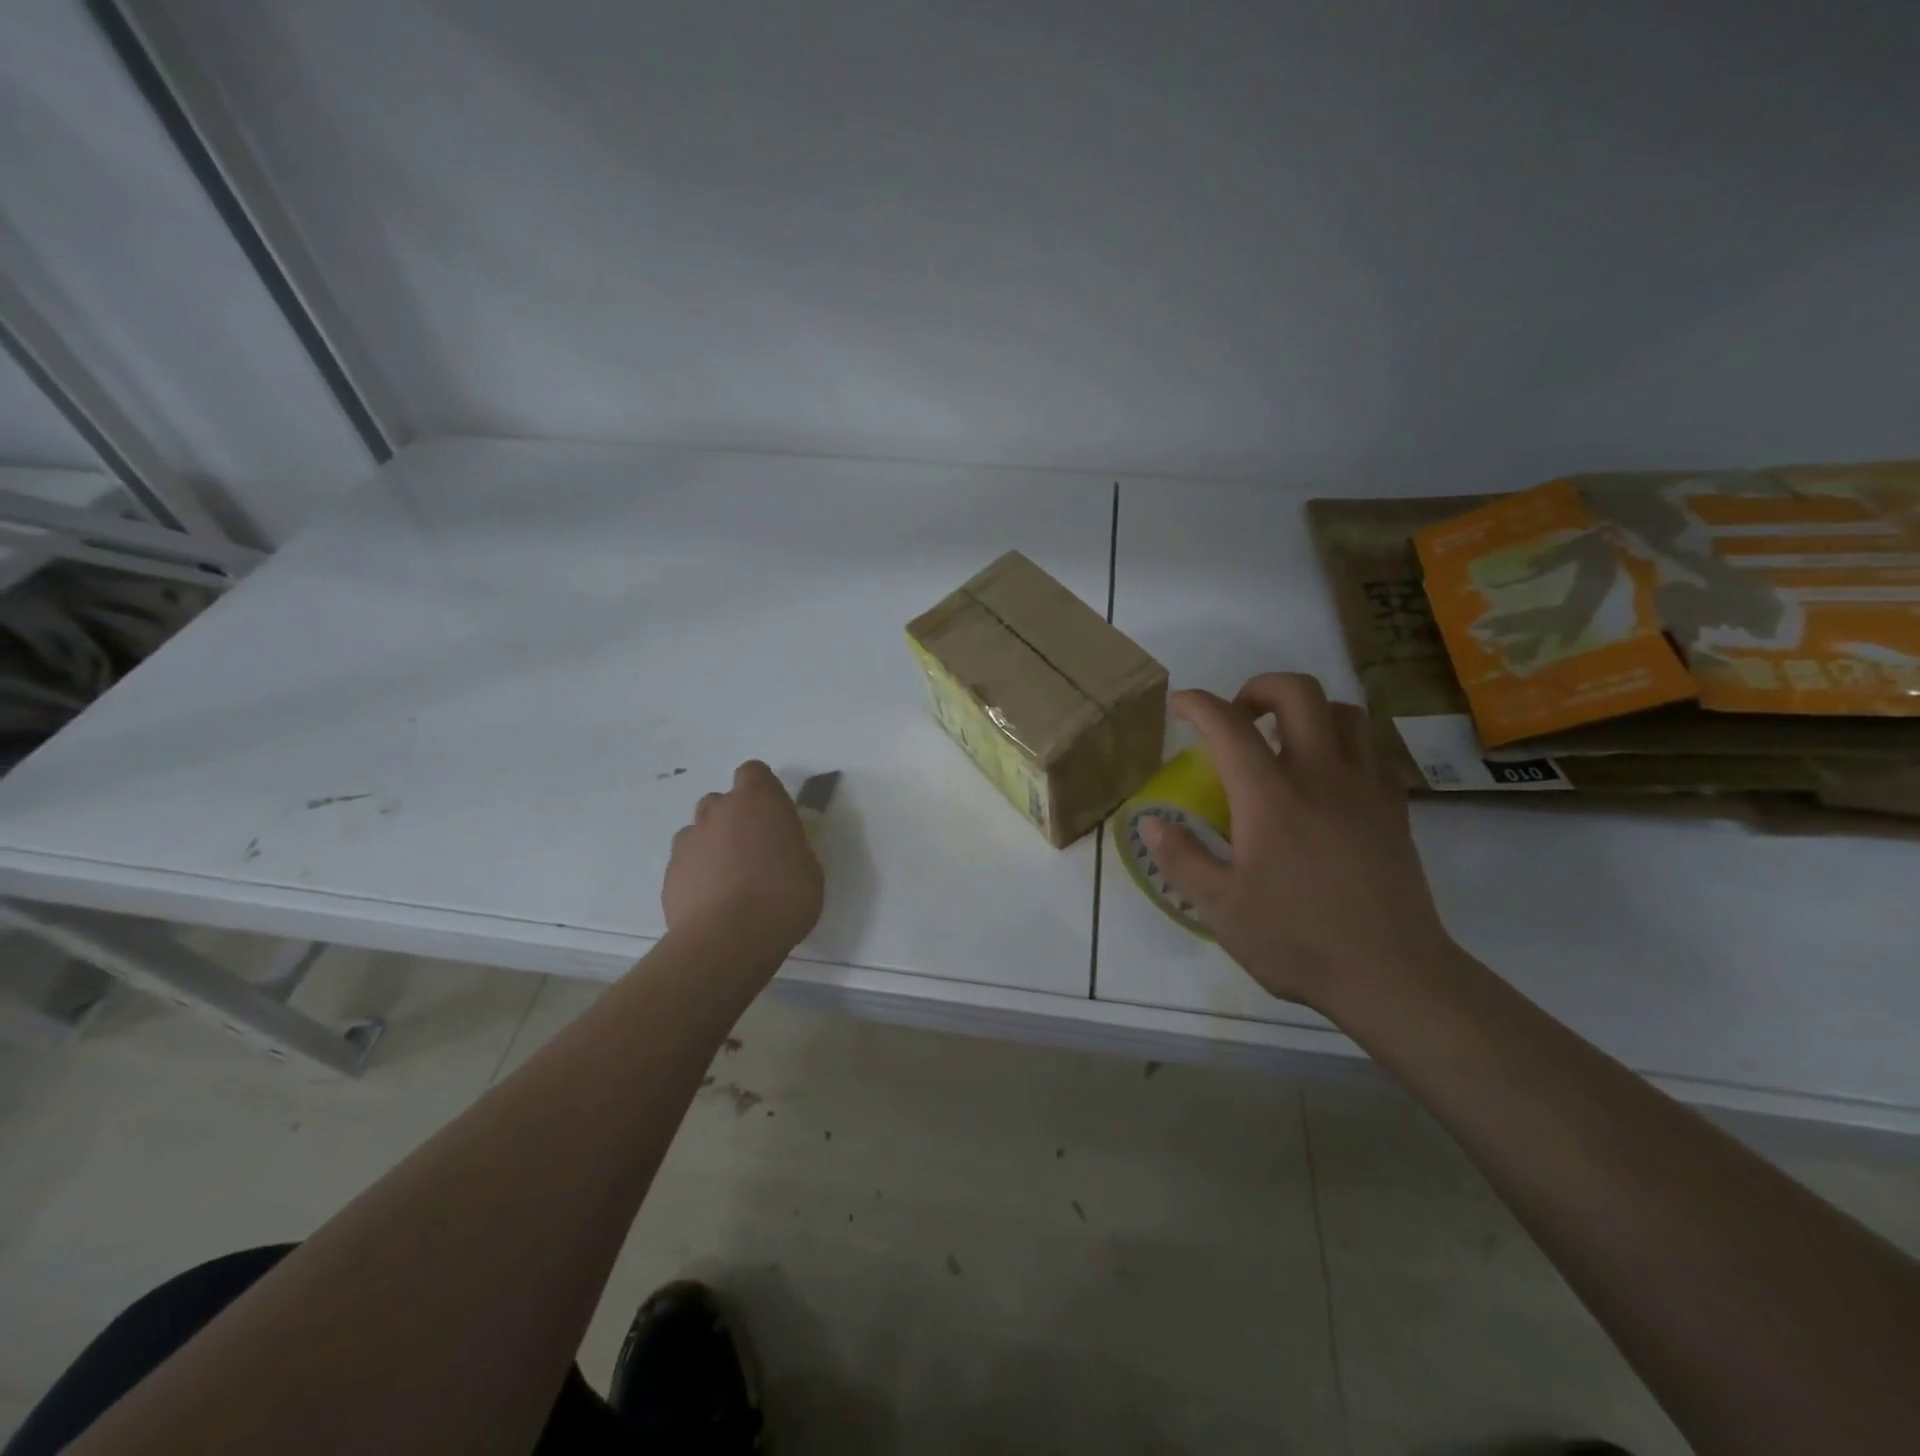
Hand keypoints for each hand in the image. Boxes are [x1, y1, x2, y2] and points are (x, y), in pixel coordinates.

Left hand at [663, 761, 823, 955]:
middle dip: (735, 819)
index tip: (774, 816)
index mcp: (758, 800)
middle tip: (755, 852)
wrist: (728, 939)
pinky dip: (698, 875)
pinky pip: (687, 864)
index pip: (754, 772)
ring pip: (700, 832)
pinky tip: (713, 903)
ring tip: (731, 881)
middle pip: (723, 801)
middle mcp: (719, 810)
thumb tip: (782, 851)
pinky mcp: (670, 873)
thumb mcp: (810, 869)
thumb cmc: (783, 896)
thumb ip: (792, 849)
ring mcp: (689, 840)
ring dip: (714, 846)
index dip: (762, 791)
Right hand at [1138, 674, 1456, 1012]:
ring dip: (1308, 710)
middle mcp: (1320, 776)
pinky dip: (1344, 743)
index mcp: (1270, 797)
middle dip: (1259, 687)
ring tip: (1284, 739)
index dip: (1198, 704)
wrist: (1392, 976)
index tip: (1180, 705)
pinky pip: (1373, 750)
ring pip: (1345, 712)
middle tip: (1237, 717)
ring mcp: (1365, 789)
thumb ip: (1181, 858)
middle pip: (1298, 693)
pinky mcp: (1394, 810)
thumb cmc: (1298, 941)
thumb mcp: (1220, 908)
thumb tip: (1151, 821)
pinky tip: (1327, 776)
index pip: (1228, 726)